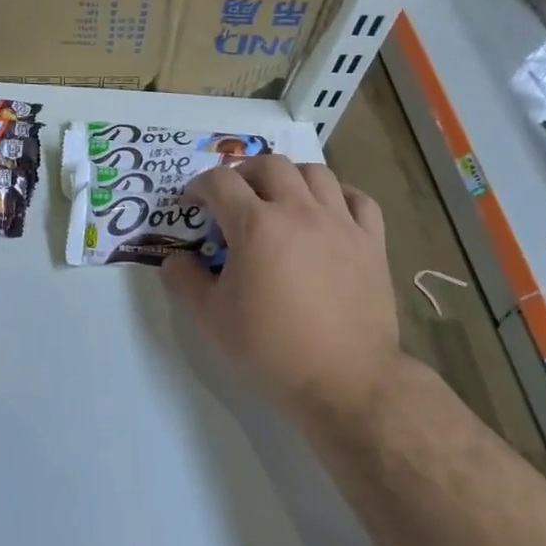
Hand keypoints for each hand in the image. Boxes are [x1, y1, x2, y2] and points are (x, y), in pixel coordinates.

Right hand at [162, 155, 405, 424]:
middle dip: (243, 173)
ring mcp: (340, 223)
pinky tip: (328, 211)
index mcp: (255, 225)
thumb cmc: (271, 348)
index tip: (193, 204)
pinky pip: (359, 199)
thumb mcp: (210, 318)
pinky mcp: (371, 242)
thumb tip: (174, 260)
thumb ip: (184, 281)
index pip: (219, 182)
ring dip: (290, 178)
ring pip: (315, 172)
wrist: (346, 381)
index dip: (198, 186)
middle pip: (269, 164)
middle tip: (234, 197)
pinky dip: (339, 196)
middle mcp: (298, 211)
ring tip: (280, 199)